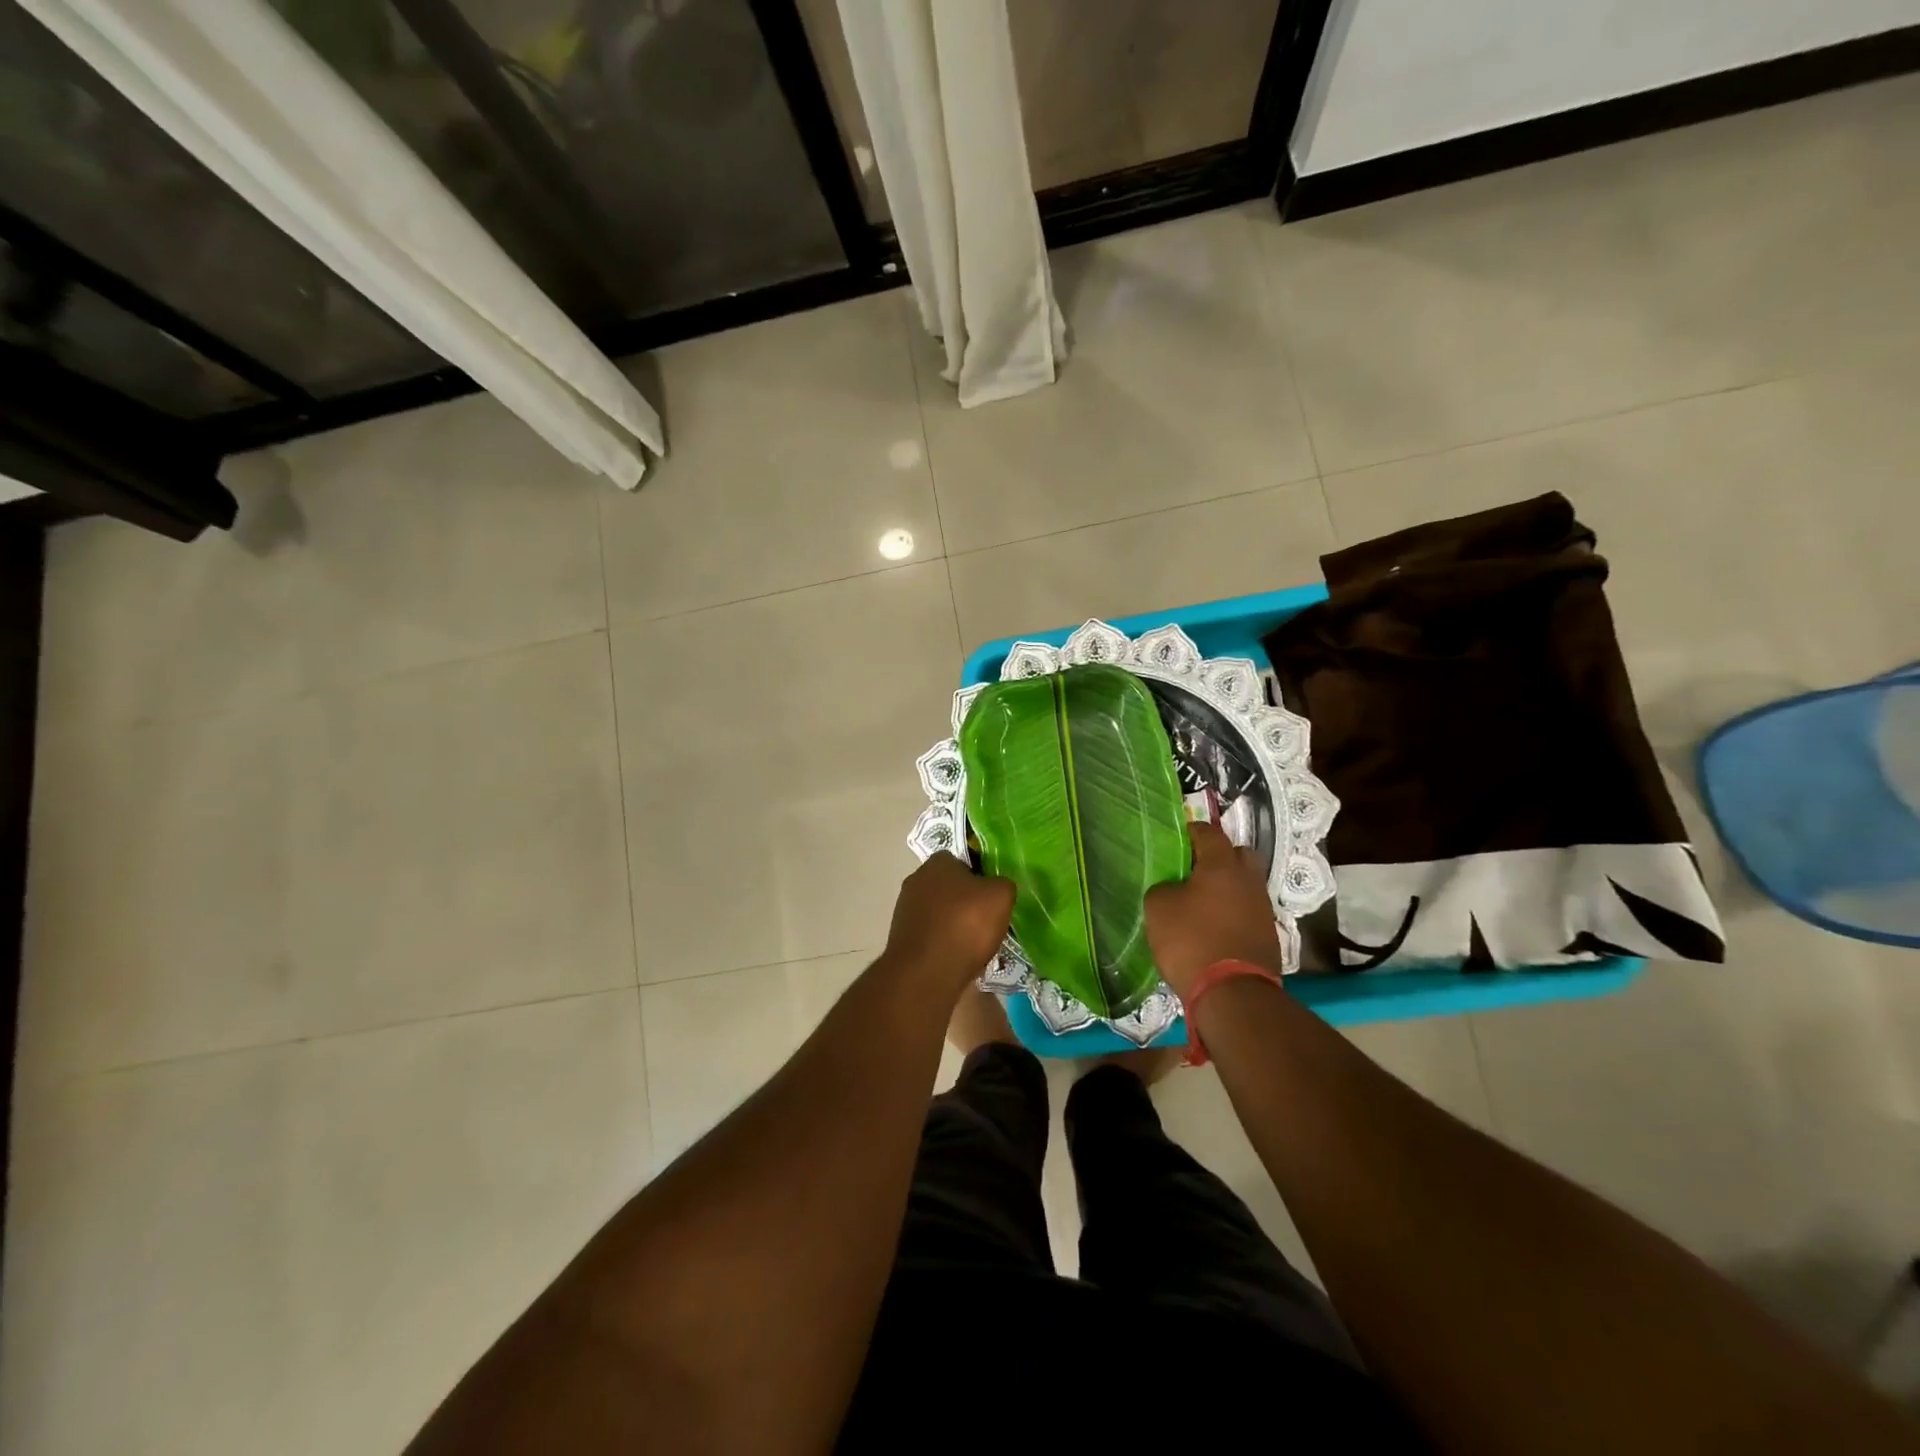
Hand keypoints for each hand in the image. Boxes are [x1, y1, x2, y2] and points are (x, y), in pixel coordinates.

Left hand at [885, 854, 1014, 989]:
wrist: (927, 972)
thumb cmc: (966, 924)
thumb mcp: (1001, 896)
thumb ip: (1002, 884)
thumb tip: (998, 887)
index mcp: (937, 862)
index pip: (962, 860)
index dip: (980, 875)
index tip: (993, 895)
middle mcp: (916, 880)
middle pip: (949, 887)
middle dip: (966, 901)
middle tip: (987, 920)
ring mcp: (905, 910)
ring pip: (939, 912)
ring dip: (954, 924)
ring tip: (975, 944)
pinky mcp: (901, 938)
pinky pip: (931, 935)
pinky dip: (943, 943)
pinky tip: (957, 958)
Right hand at [1146, 821, 1283, 998]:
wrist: (1233, 995)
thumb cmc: (1191, 941)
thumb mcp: (1159, 909)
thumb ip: (1164, 888)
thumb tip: (1173, 888)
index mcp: (1222, 865)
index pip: (1209, 832)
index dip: (1191, 832)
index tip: (1176, 839)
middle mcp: (1248, 880)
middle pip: (1237, 854)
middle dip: (1218, 857)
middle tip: (1193, 870)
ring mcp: (1263, 908)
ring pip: (1244, 885)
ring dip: (1227, 888)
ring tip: (1202, 903)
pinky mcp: (1269, 935)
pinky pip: (1248, 911)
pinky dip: (1233, 913)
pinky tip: (1214, 927)